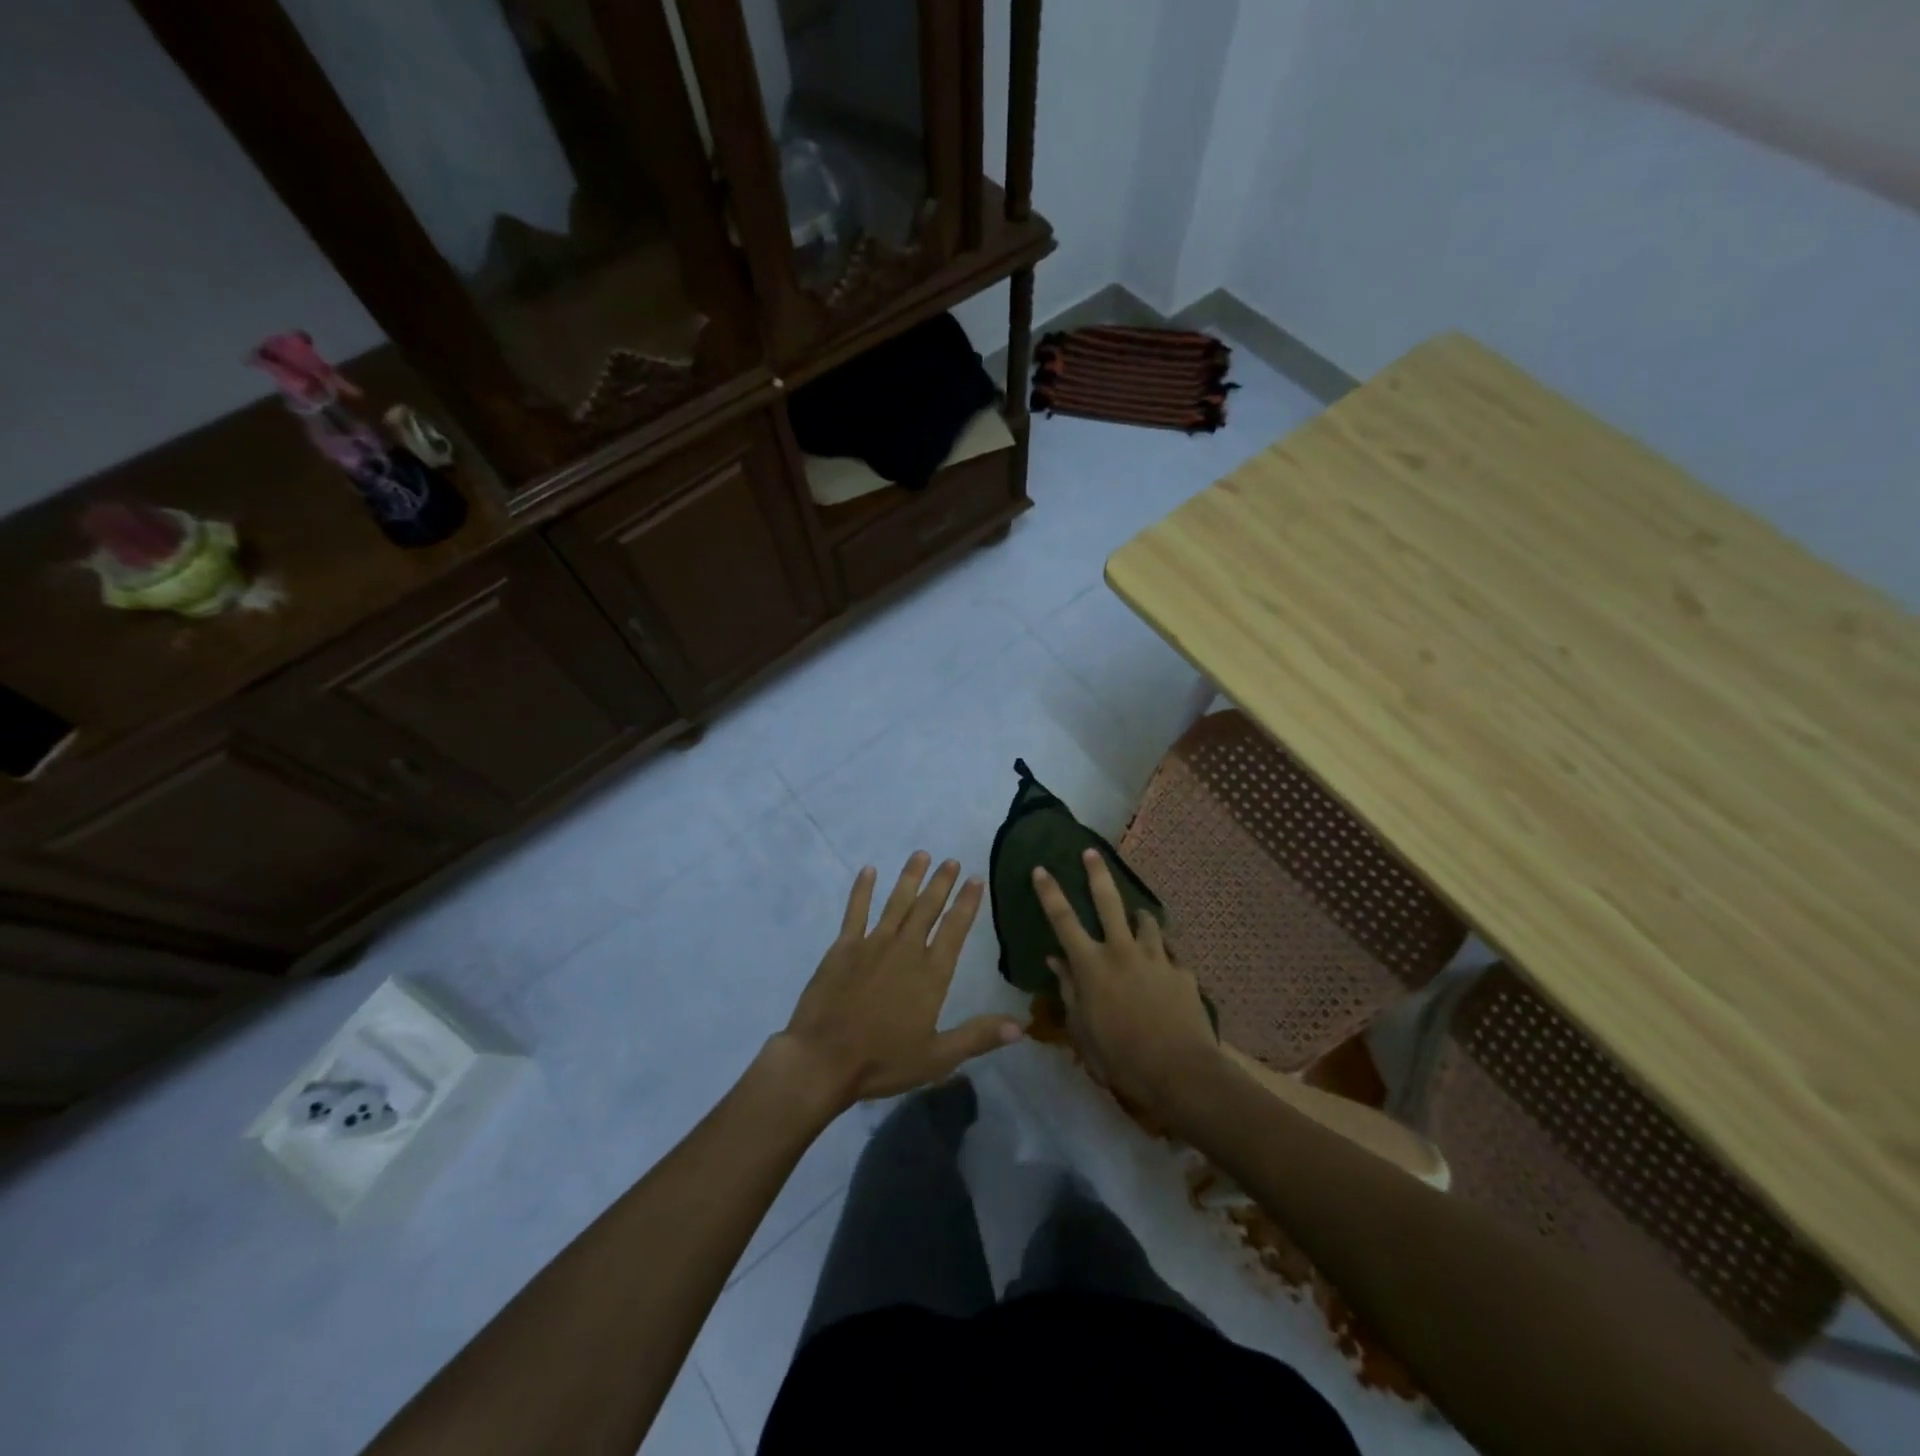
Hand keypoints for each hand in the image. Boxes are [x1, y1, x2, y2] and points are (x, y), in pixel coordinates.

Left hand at [775, 852, 1022, 1108]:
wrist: (824, 1059)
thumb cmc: (883, 1061)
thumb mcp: (938, 1057)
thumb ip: (978, 1036)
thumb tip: (1021, 1026)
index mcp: (931, 974)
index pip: (955, 929)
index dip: (967, 903)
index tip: (976, 879)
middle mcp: (905, 949)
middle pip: (927, 908)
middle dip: (942, 883)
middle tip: (951, 861)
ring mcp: (872, 944)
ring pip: (897, 902)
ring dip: (910, 878)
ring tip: (921, 854)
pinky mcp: (843, 947)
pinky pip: (855, 911)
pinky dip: (862, 890)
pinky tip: (869, 871)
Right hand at [1033, 849, 1220, 1122]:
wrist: (1181, 1072)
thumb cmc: (1121, 1057)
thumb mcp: (1083, 1029)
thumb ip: (1069, 990)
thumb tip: (1055, 960)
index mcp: (1091, 966)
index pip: (1063, 920)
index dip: (1050, 892)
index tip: (1040, 869)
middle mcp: (1122, 951)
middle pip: (1107, 901)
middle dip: (1097, 874)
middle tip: (1091, 852)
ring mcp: (1156, 957)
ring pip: (1145, 921)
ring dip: (1138, 916)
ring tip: (1138, 918)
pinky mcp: (1182, 971)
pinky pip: (1169, 953)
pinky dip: (1162, 953)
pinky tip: (1165, 966)